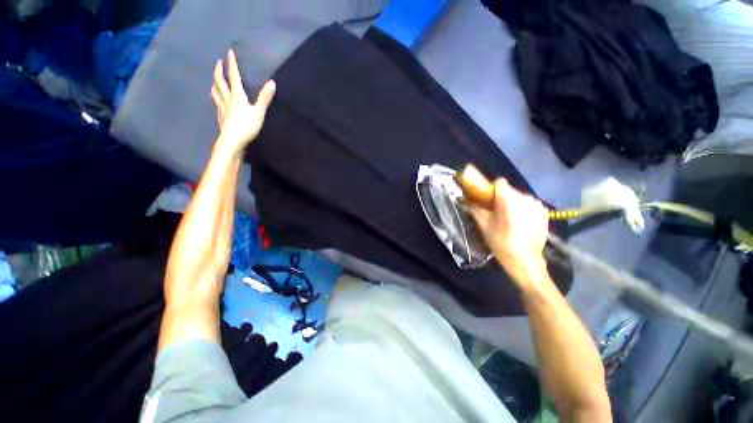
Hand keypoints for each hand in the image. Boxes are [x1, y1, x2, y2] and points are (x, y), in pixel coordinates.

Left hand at [211, 49, 275, 155]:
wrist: (232, 141)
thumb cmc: (246, 126)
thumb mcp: (259, 112)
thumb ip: (265, 98)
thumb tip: (272, 82)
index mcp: (237, 96)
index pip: (234, 77)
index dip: (232, 64)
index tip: (229, 52)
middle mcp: (228, 99)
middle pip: (221, 82)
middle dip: (219, 71)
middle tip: (218, 63)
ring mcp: (223, 109)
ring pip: (216, 93)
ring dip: (215, 84)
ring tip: (214, 81)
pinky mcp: (221, 118)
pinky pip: (217, 105)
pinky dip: (216, 99)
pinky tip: (217, 102)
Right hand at [470, 179, 549, 284]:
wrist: (525, 261)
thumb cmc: (501, 243)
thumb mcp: (483, 226)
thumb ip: (476, 209)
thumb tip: (467, 200)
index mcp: (508, 200)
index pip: (500, 182)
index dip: (493, 189)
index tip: (489, 199)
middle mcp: (524, 198)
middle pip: (510, 190)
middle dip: (502, 198)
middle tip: (497, 212)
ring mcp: (536, 205)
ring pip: (520, 197)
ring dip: (513, 203)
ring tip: (510, 219)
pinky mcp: (544, 212)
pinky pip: (530, 204)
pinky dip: (524, 209)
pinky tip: (521, 222)